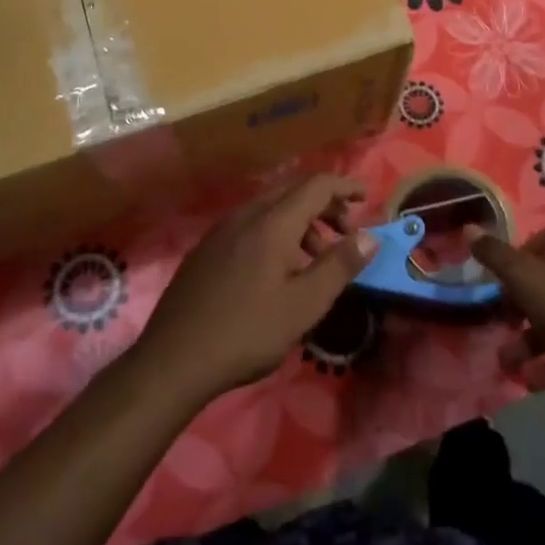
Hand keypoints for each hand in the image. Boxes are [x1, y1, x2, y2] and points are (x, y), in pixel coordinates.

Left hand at [138, 175, 376, 403]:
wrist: (173, 359)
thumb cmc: (247, 331)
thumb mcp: (305, 304)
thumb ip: (339, 266)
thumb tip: (370, 236)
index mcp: (272, 222)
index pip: (316, 185)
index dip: (344, 186)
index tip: (366, 198)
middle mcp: (245, 215)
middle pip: (292, 192)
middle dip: (324, 205)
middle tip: (344, 234)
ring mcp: (221, 230)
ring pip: (270, 209)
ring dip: (300, 222)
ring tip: (313, 259)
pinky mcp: (206, 249)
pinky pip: (250, 224)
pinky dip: (275, 233)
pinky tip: (275, 271)